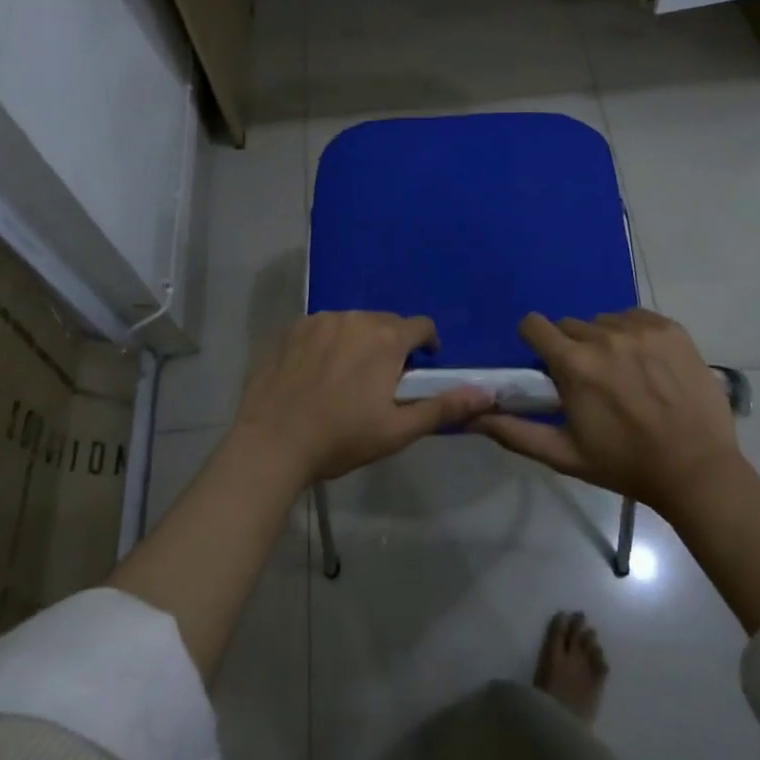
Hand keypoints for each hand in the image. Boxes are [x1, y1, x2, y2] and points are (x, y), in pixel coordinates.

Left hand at [235, 312, 494, 482]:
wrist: (273, 442)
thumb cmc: (341, 438)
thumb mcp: (398, 430)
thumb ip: (444, 407)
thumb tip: (487, 393)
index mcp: (387, 339)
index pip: (421, 326)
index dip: (426, 344)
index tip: (420, 367)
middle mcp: (356, 318)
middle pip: (386, 322)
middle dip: (392, 343)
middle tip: (382, 379)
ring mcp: (321, 319)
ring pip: (353, 322)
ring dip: (359, 340)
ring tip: (348, 376)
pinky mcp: (293, 327)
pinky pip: (322, 327)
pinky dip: (328, 341)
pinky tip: (317, 372)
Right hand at [475, 309, 743, 521]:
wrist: (697, 470)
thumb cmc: (625, 465)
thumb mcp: (565, 455)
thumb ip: (515, 432)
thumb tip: (472, 416)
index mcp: (574, 364)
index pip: (534, 324)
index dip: (534, 340)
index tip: (545, 361)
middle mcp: (604, 336)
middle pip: (570, 326)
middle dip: (572, 348)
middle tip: (590, 381)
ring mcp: (641, 329)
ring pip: (604, 321)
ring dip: (604, 341)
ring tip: (624, 375)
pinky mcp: (671, 328)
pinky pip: (637, 318)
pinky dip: (635, 335)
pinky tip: (648, 365)